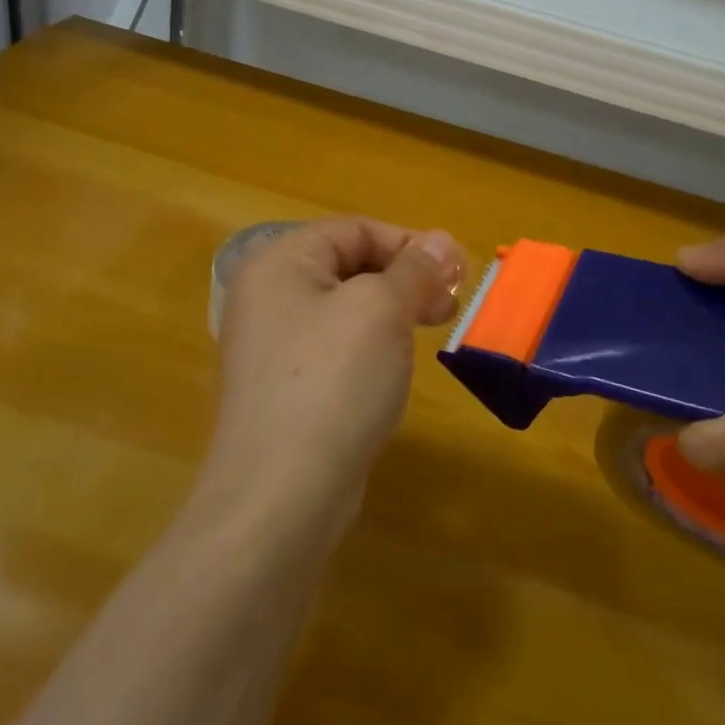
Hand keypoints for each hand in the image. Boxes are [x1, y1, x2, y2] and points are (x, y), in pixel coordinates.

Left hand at [203, 217, 465, 528]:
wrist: (280, 495)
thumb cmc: (332, 382)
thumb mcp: (382, 310)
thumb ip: (416, 269)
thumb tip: (444, 241)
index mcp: (280, 263)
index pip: (355, 229)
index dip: (410, 243)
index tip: (456, 274)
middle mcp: (268, 296)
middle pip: (350, 265)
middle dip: (406, 278)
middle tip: (450, 305)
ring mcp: (273, 345)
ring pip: (347, 308)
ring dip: (394, 311)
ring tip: (430, 333)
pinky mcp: (285, 388)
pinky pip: (336, 348)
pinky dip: (372, 347)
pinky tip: (394, 368)